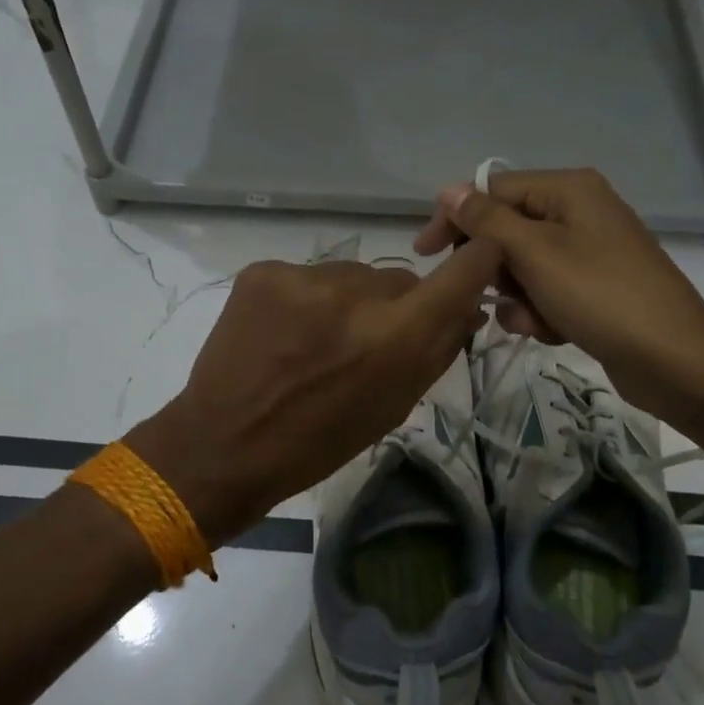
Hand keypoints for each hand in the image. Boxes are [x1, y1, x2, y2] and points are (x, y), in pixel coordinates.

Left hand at [126, 241, 503, 544]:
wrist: (224, 444)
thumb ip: (438, 351)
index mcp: (397, 337)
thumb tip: (470, 307)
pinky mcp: (264, 271)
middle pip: (399, 279)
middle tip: (364, 342)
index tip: (478, 259)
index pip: (463, 271)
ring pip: (352, 276)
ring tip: (315, 342)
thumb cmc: (319, 442)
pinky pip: (309, 276)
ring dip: (348, 301)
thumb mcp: (394, 406)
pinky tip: (284, 333)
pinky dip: (306, 300)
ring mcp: (304, 276)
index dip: (479, 259)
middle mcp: (356, 293)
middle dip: (395, 305)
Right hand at [414, 167, 703, 413]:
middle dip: (495, 269)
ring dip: (518, 297)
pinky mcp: (596, 286)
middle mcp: (579, 211)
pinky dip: (541, 311)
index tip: (427, 256)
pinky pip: (548, 290)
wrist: (674, 359)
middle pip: (507, 229)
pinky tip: (552, 332)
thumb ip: (487, 220)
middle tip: (493, 297)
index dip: (457, 220)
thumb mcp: (535, 254)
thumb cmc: (600, 296)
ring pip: (524, 266)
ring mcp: (590, 250)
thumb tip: (448, 190)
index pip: (492, 190)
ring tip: (533, 321)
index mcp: (568, 189)